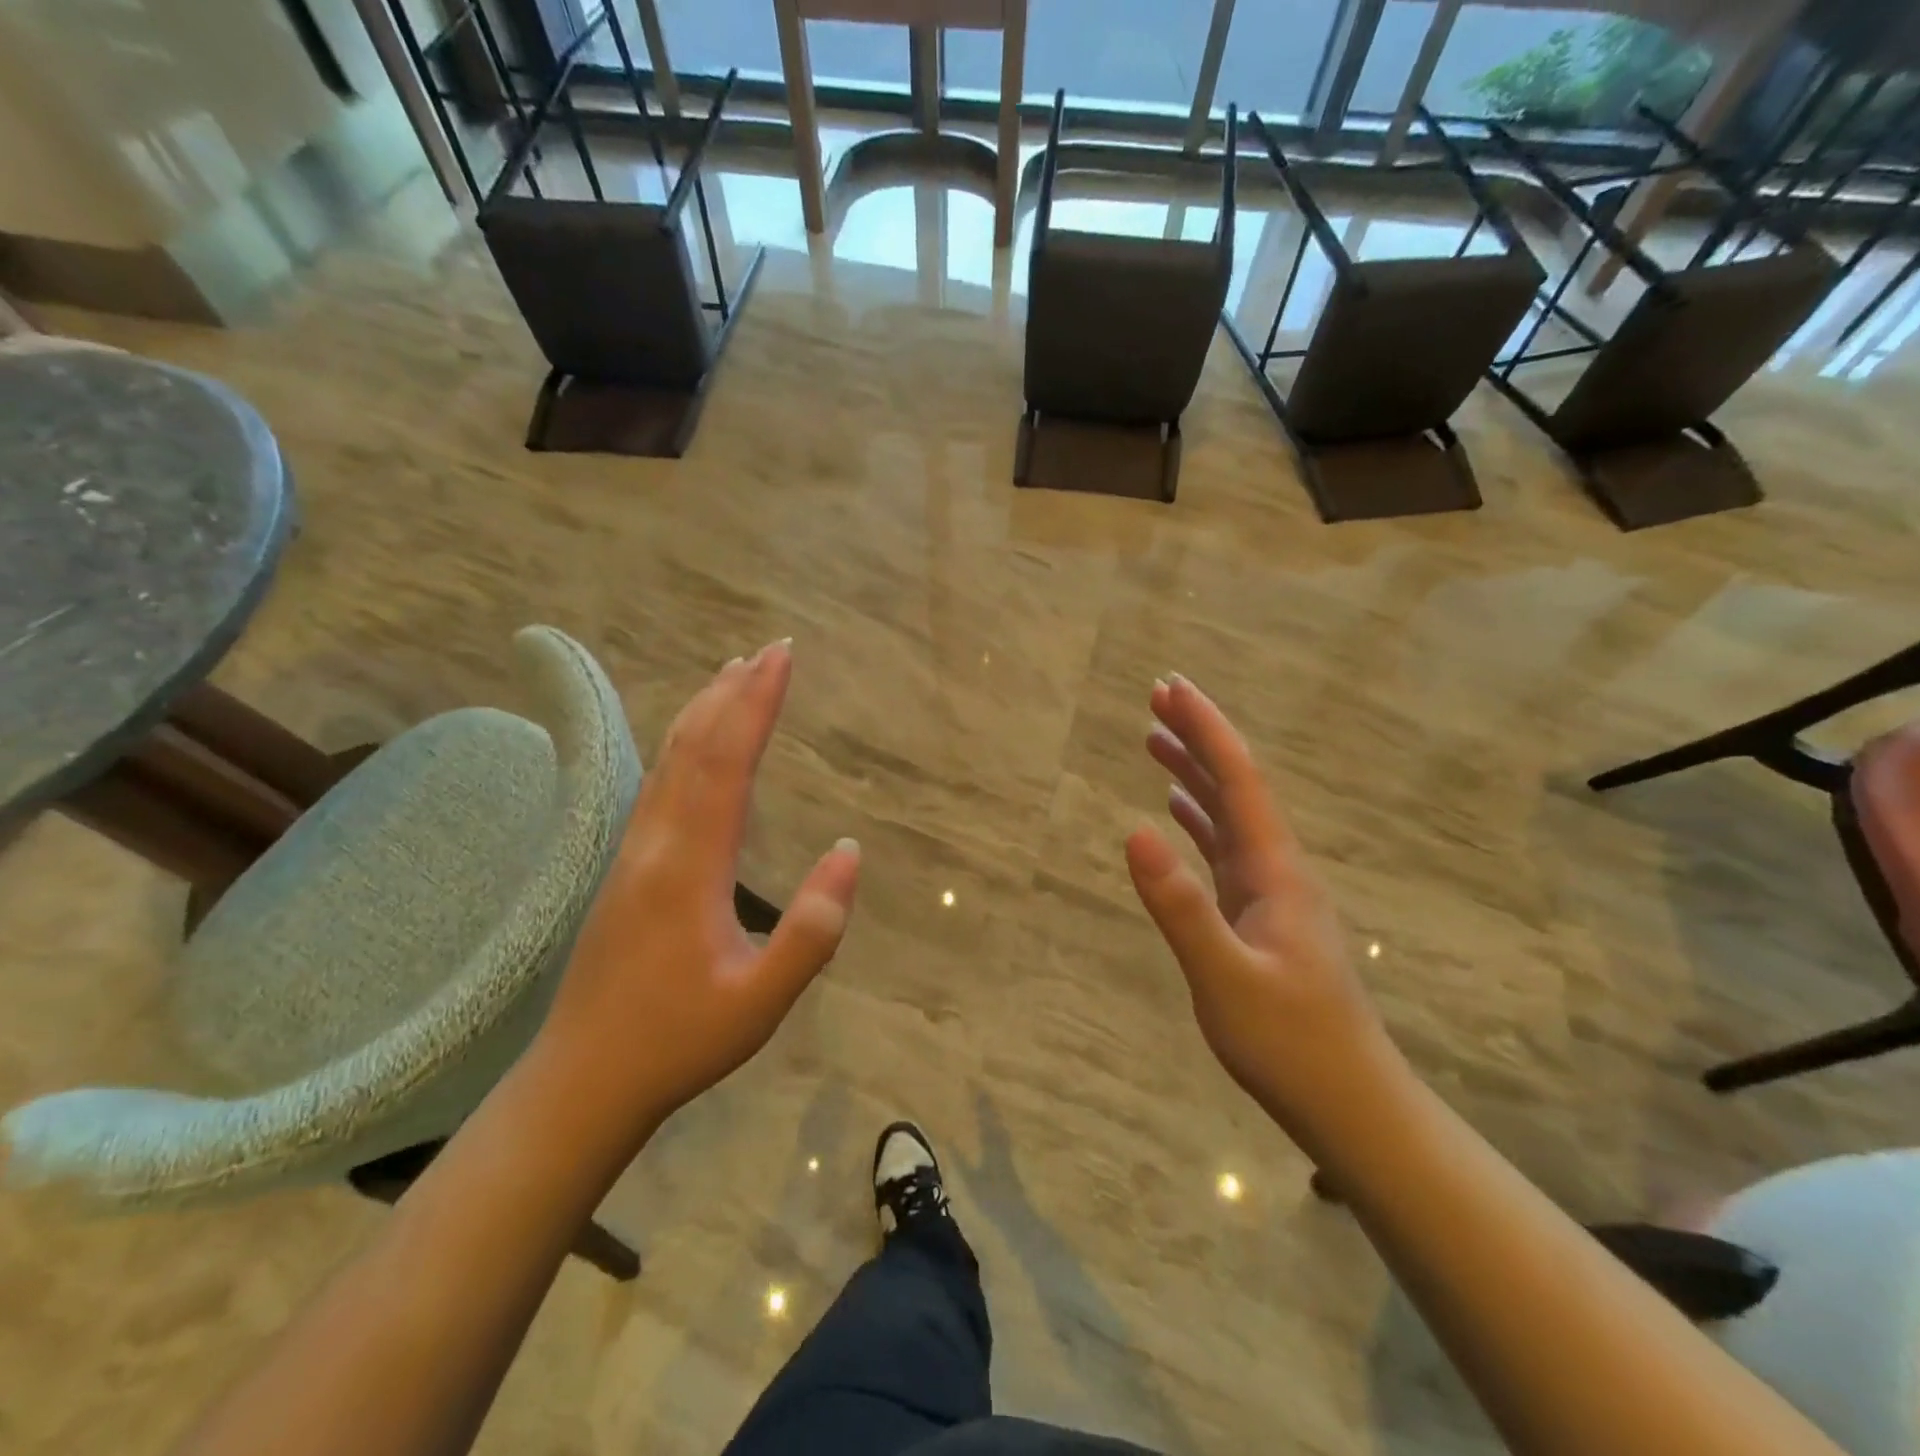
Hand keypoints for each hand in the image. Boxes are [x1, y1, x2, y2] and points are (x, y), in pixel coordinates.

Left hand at [536, 641, 860, 1152]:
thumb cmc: (679, 1041)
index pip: (726, 764)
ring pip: (670, 761)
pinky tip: (696, 744)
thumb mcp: (762, 1000)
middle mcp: (656, 843)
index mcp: (690, 866)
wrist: (582, 1080)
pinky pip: (660, 783)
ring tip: (733, 675)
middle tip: (769, 650)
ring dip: (704, 711)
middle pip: (693, 747)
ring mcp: (634, 852)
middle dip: (733, 692)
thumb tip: (850, 851)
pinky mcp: (627, 867)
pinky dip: (685, 744)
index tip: (782, 659)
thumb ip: (812, 930)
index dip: (755, 705)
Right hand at [1125, 674, 1387, 1137]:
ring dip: (1194, 774)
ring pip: (1228, 814)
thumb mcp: (1226, 978)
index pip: (1238, 780)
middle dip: (1197, 737)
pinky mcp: (1259, 916)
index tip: (1171, 688)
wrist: (1350, 1103)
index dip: (1205, 729)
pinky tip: (1178, 813)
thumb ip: (1180, 906)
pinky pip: (1224, 848)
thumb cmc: (1290, 1043)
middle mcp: (1276, 869)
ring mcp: (1270, 893)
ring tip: (1155, 742)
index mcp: (1275, 870)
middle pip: (1235, 785)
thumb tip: (1134, 831)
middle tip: (1156, 697)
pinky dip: (1199, 819)